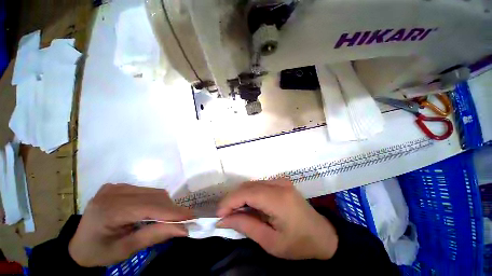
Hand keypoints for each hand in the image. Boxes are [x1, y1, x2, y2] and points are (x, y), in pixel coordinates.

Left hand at [69, 184, 191, 266]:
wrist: (78, 246)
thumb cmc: (99, 252)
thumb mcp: (125, 250)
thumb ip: (155, 236)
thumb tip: (183, 229)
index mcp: (109, 210)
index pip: (149, 207)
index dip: (172, 212)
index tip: (191, 216)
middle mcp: (113, 192)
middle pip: (154, 197)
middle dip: (170, 209)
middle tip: (180, 221)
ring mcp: (116, 186)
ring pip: (153, 192)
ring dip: (164, 205)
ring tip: (166, 218)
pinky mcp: (119, 186)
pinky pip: (146, 191)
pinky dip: (155, 201)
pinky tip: (152, 211)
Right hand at [217, 179, 337, 259]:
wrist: (322, 235)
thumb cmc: (298, 243)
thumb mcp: (270, 242)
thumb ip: (245, 226)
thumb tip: (223, 220)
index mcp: (278, 198)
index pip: (247, 193)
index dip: (230, 201)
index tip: (219, 214)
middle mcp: (279, 184)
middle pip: (248, 186)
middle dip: (233, 199)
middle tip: (225, 215)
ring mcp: (281, 181)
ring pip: (252, 184)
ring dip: (240, 196)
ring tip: (235, 212)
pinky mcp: (281, 182)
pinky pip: (259, 185)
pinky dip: (250, 194)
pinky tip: (248, 206)